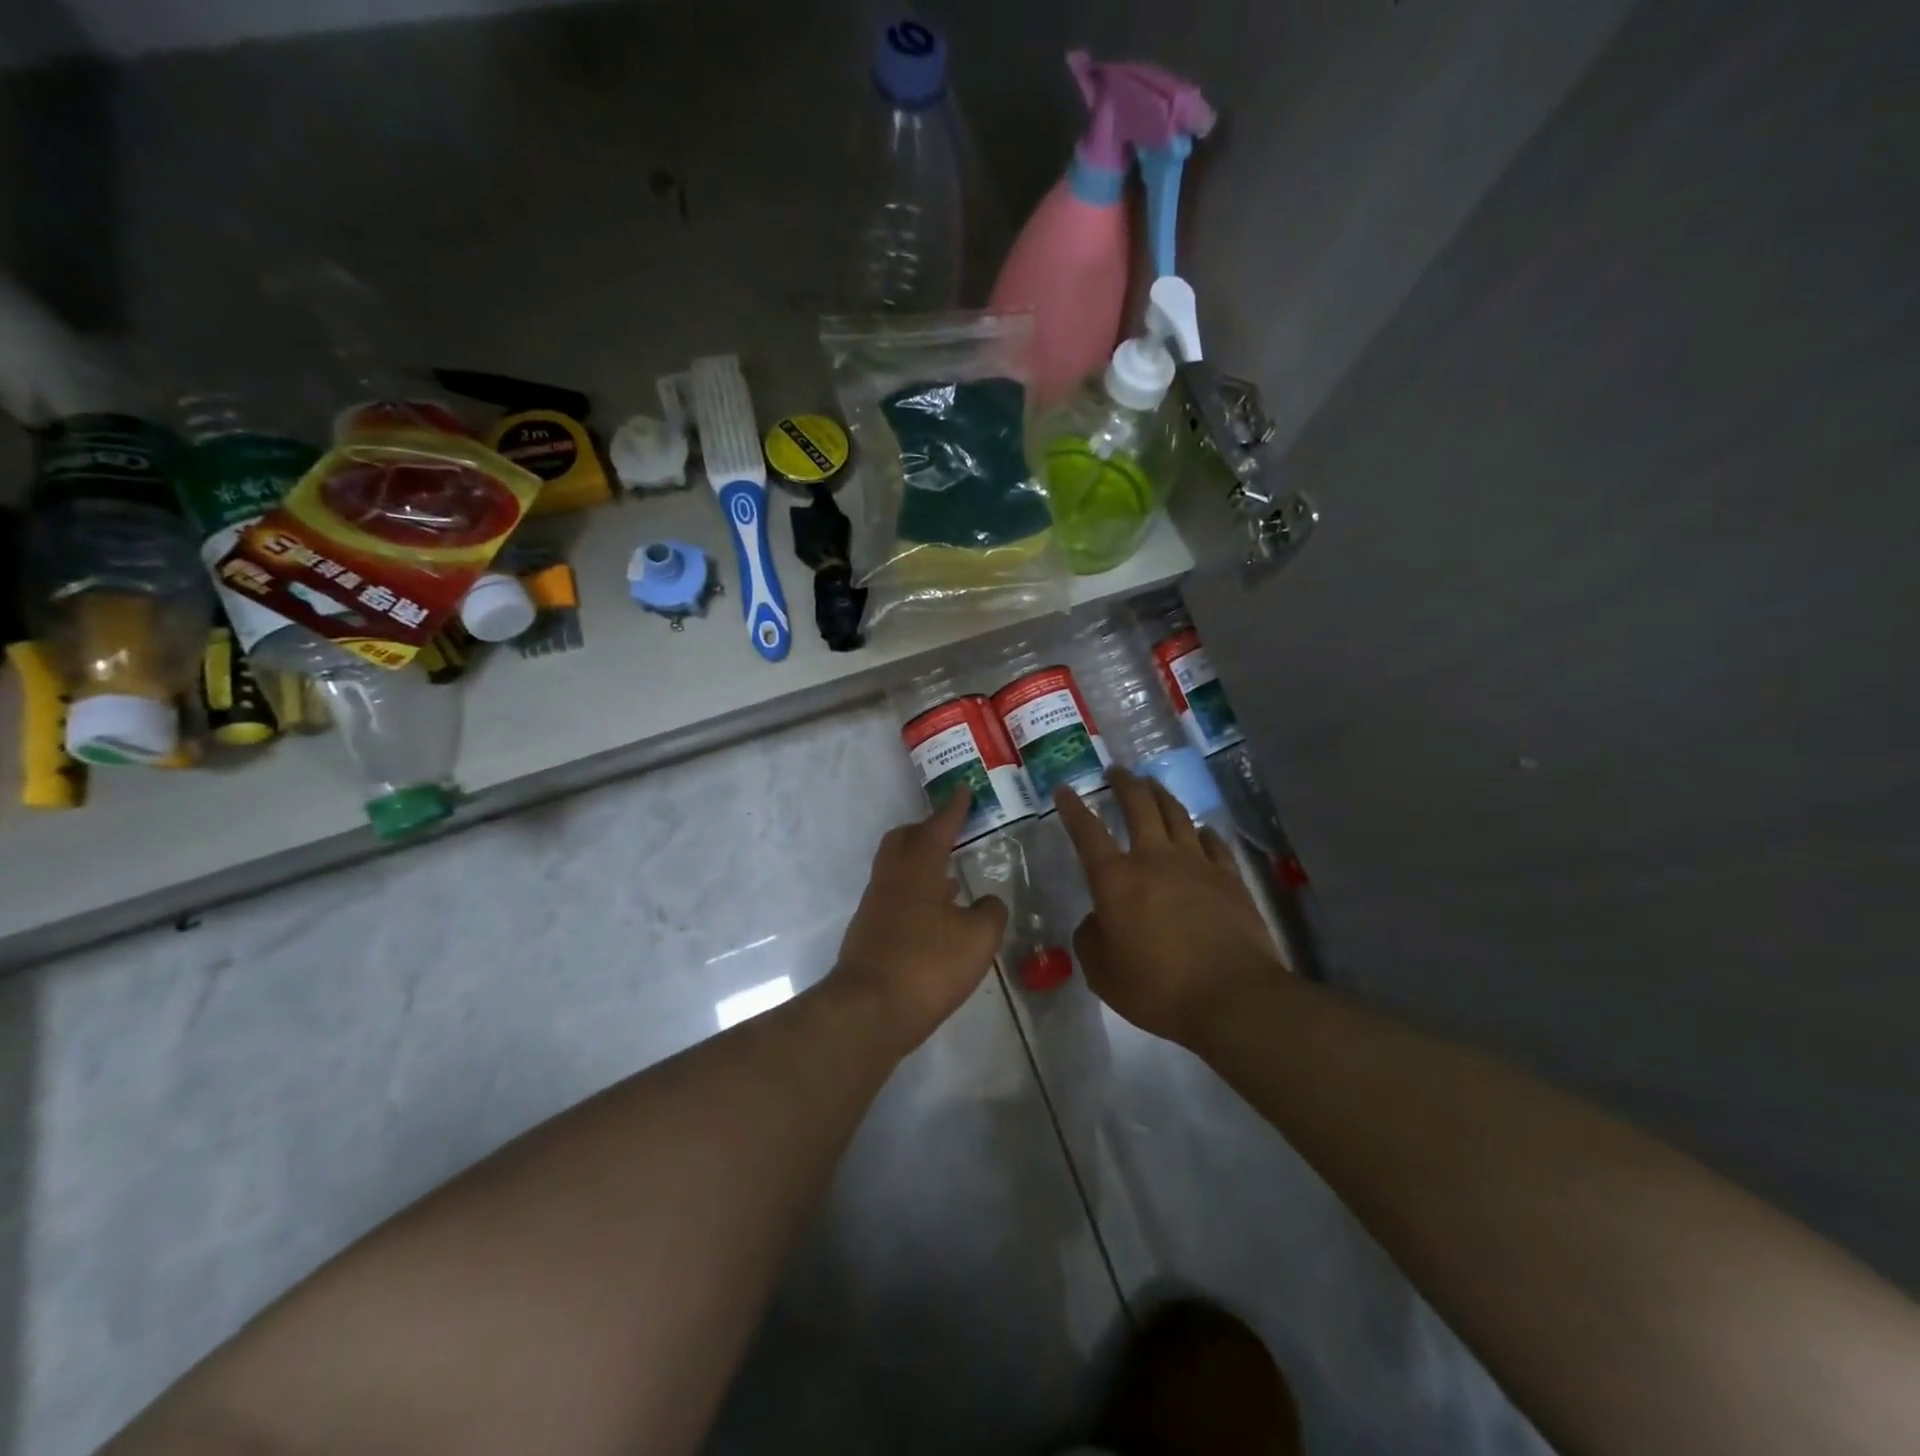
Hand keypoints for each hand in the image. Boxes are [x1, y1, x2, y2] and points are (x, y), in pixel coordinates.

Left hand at [831, 790, 1009, 1051]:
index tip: (963, 789)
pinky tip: (936, 916)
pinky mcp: (869, 932)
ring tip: (951, 875)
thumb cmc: (928, 965)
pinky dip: (916, 894)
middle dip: (927, 830)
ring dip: (922, 864)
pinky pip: (895, 896)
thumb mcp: (978, 939)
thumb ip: (990, 913)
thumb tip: (988, 903)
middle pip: (903, 839)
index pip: (938, 826)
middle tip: (951, 832)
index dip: (953, 808)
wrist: (869, 1011)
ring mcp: (875, 906)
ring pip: (897, 869)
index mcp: (918, 867)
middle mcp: (891, 878)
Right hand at [1056, 769, 1283, 1044]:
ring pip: (1176, 814)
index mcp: (1116, 880)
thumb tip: (1096, 920)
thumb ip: (1090, 939)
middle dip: (1124, 784)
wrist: (1232, 997)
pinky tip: (1199, 829)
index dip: (1073, 808)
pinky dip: (1201, 831)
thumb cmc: (1157, 988)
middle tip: (1116, 771)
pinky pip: (1213, 843)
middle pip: (1138, 806)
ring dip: (1160, 795)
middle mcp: (1155, 859)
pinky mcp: (1229, 878)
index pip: (1087, 832)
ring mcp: (1197, 864)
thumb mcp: (1102, 973)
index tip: (1064, 789)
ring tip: (1151, 784)